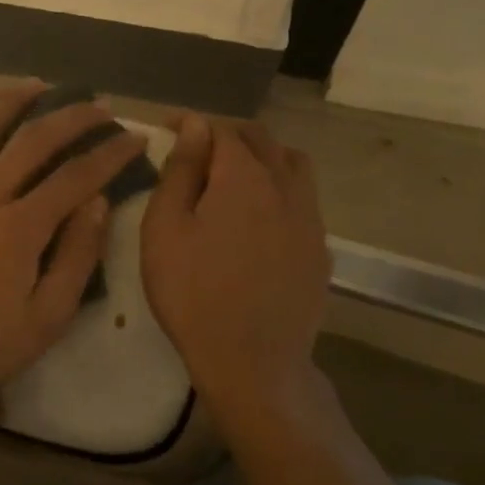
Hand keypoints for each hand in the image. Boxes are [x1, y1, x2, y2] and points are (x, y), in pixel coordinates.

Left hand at [0, 84, 147, 409]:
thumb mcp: (46, 319)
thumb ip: (77, 257)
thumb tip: (98, 203)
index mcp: (19, 228)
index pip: (76, 176)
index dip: (111, 154)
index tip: (134, 139)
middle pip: (33, 140)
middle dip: (73, 118)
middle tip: (97, 107)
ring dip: (15, 103)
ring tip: (40, 88)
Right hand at [140, 115, 331, 414]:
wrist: (251, 360)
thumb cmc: (192, 292)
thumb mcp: (164, 230)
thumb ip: (179, 172)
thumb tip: (194, 126)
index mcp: (244, 177)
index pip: (221, 130)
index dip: (192, 124)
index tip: (166, 128)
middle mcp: (285, 186)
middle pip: (262, 141)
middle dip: (227, 135)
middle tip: (195, 149)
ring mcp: (310, 218)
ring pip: (292, 165)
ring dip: (262, 157)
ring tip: (234, 176)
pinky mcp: (320, 249)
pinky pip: (303, 200)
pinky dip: (279, 191)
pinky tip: (259, 217)